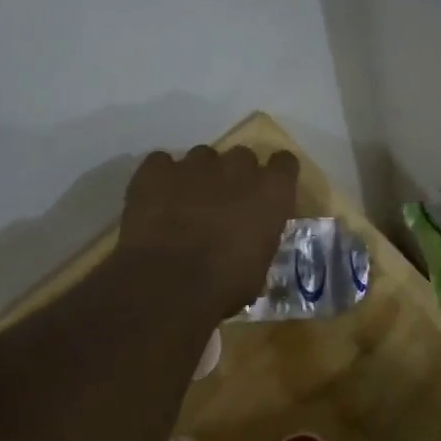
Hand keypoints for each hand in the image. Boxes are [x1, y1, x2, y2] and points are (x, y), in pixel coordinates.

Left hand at [116, 146, 299, 318]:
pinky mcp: (156, 170)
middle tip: (225, 203)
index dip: (276, 175)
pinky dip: (161, 177)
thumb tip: (250, 243)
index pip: (284, 163)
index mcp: (271, 191)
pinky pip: (162, 163)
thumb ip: (258, 241)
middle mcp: (236, 168)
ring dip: (200, 175)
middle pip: (242, 157)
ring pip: (202, 157)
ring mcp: (194, 164)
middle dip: (236, 176)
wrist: (168, 282)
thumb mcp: (258, 268)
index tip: (268, 192)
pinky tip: (156, 200)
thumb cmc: (225, 284)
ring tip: (186, 203)